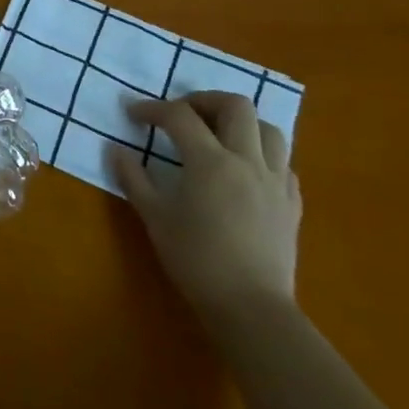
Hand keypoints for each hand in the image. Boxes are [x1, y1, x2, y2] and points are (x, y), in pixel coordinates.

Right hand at [108, 92, 301, 334]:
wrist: (251, 307)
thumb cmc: (196, 260)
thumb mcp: (154, 217)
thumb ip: (133, 177)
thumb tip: (115, 150)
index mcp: (210, 162)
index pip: (179, 116)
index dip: (152, 109)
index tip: (133, 115)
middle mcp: (247, 161)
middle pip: (235, 105)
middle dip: (204, 100)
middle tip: (182, 114)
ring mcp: (276, 181)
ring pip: (268, 128)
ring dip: (240, 123)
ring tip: (217, 135)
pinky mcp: (292, 202)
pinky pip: (282, 162)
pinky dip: (261, 153)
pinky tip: (243, 169)